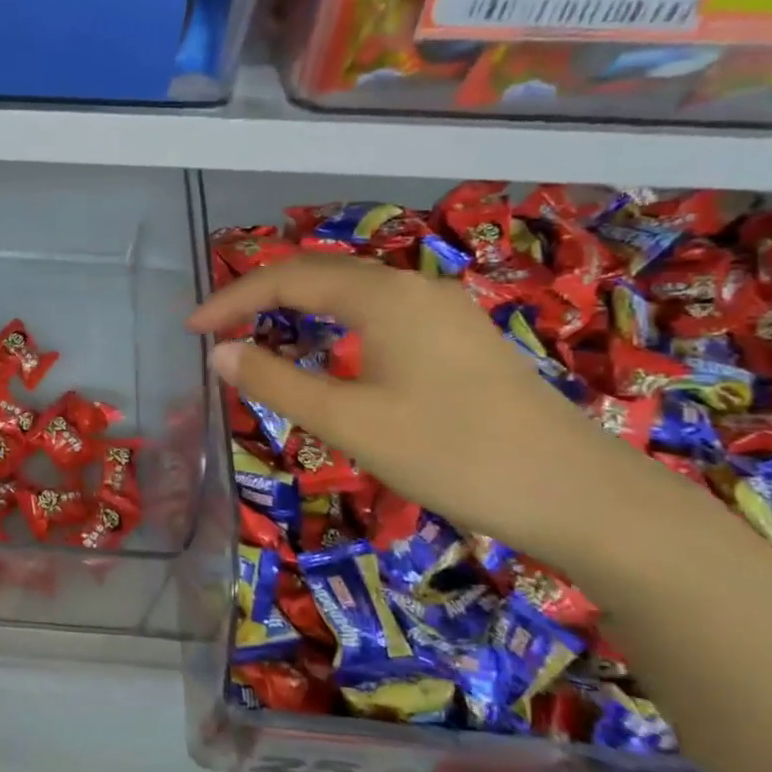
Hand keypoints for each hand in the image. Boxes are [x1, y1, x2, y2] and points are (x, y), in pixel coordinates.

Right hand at [187, 255, 673, 564]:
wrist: (579, 495)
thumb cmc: (452, 453)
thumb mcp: (349, 422)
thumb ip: (276, 382)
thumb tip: (218, 351)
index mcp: (382, 296)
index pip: (286, 279)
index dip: (231, 298)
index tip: (191, 329)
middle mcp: (412, 288)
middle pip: (319, 276)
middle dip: (260, 297)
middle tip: (217, 331)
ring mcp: (443, 311)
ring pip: (351, 294)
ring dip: (297, 311)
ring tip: (258, 339)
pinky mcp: (460, 340)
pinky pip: (378, 315)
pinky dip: (334, 327)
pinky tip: (328, 357)